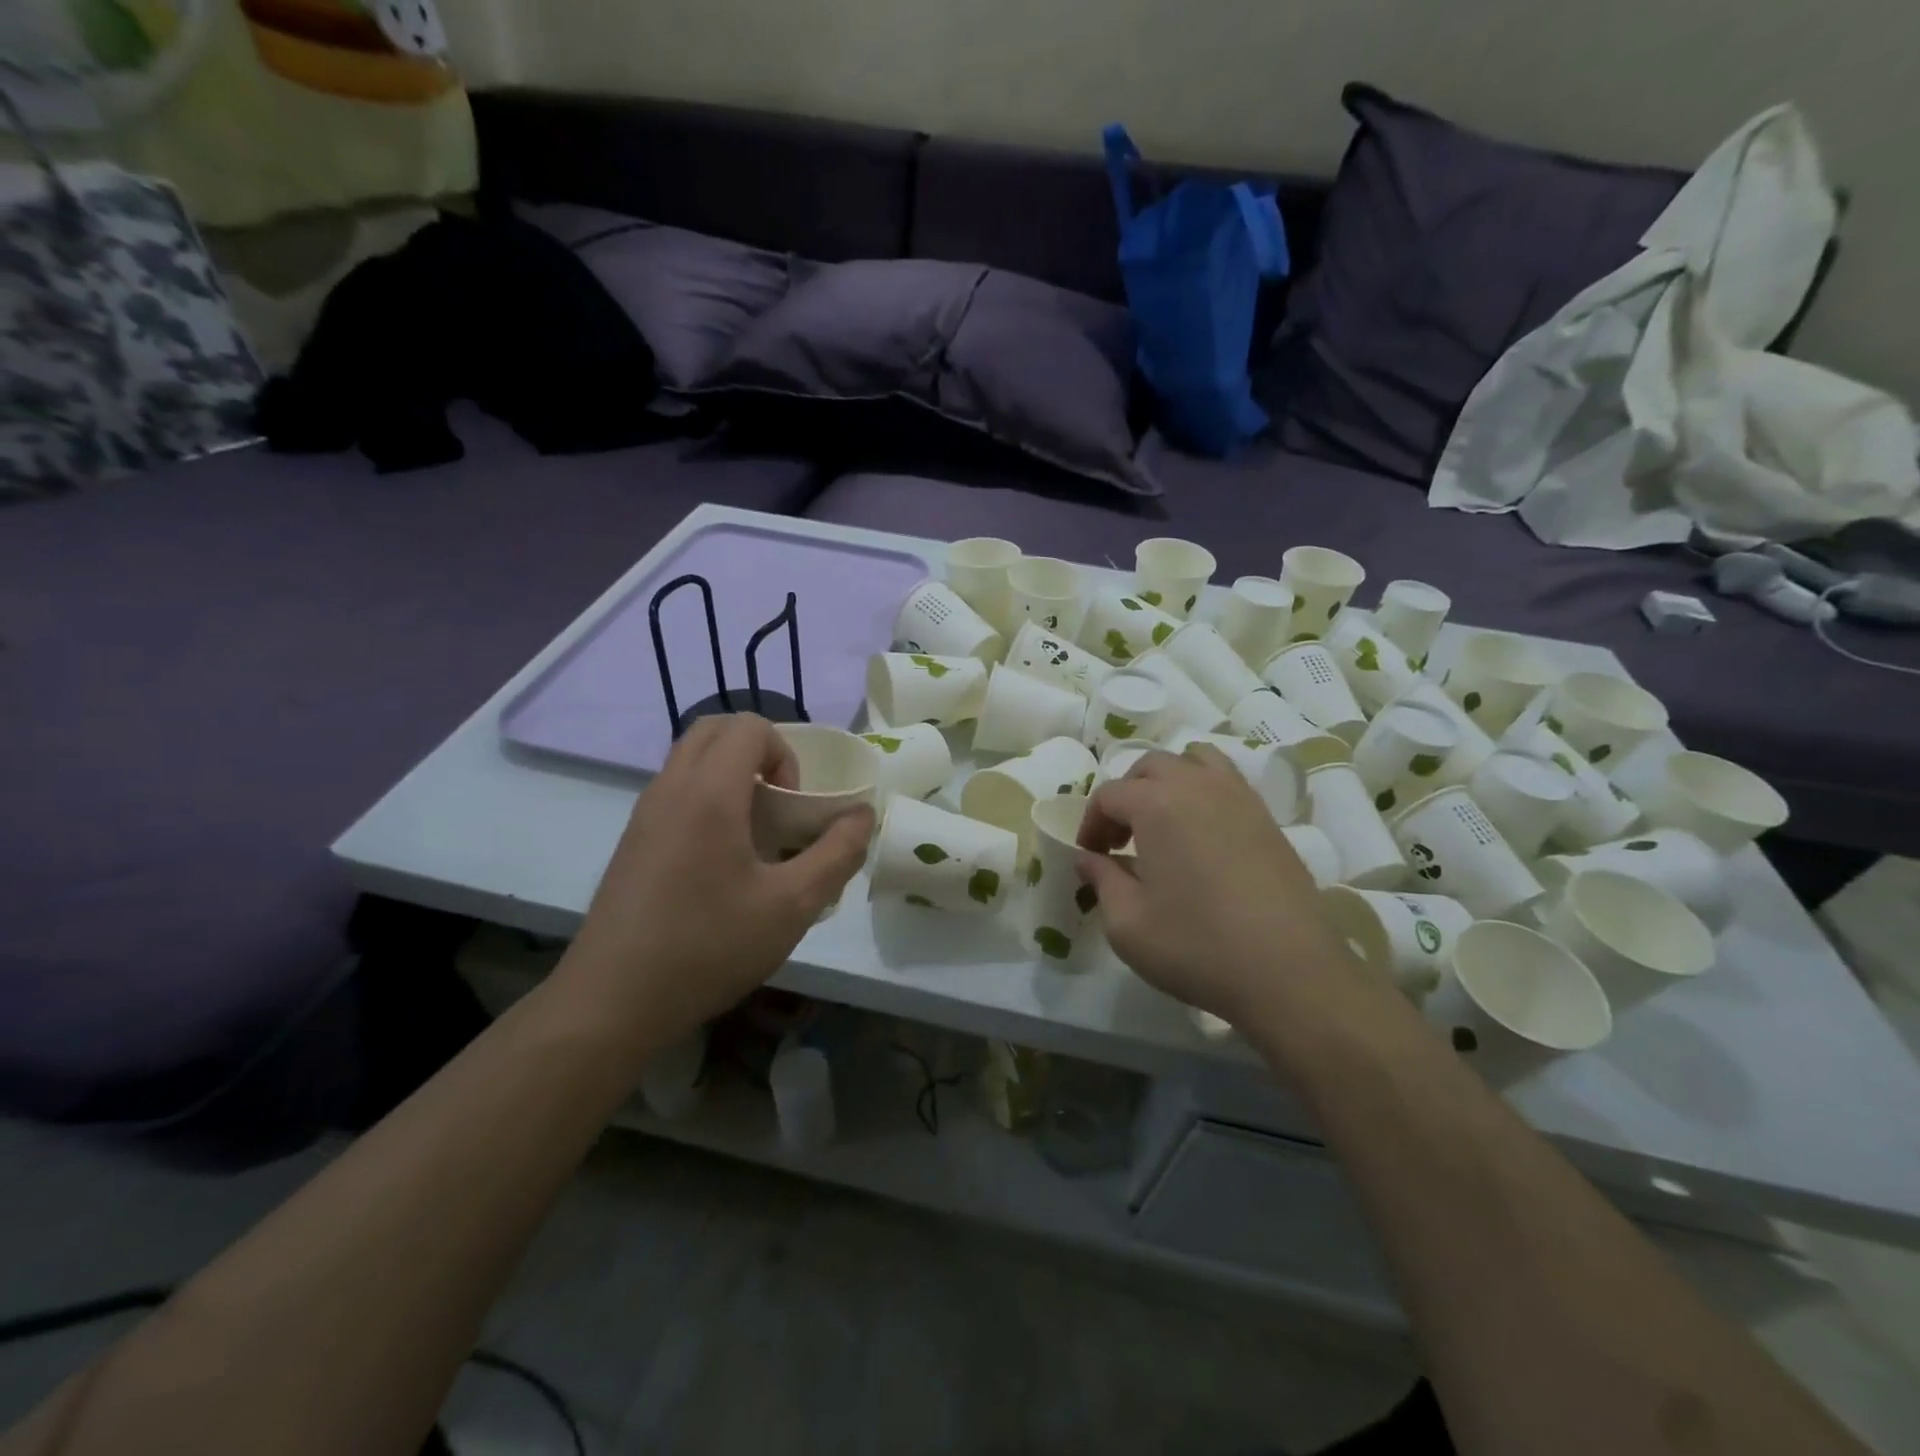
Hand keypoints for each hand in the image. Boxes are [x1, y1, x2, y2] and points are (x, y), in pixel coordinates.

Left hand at [559, 714, 873, 1048]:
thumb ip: (837, 854)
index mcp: (709, 792)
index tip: (792, 807)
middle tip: (778, 806)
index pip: (749, 726)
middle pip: (715, 729)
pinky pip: (675, 790)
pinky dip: (707, 797)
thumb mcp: (792, 906)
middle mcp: (670, 788)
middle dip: (758, 752)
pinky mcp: (632, 840)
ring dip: (731, 774)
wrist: (612, 1002)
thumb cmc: (708, 947)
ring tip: (754, 834)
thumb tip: (863, 815)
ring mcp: (644, 813)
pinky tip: (721, 862)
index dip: (785, 754)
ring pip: (691, 758)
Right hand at [1076, 746, 1367, 1029]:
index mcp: (1156, 804)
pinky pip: (1227, 782)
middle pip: (1151, 767)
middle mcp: (1197, 785)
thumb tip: (1088, 858)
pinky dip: (1204, 792)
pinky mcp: (1268, 818)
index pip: (1109, 795)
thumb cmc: (1197, 946)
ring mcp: (1239, 797)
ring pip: (1195, 761)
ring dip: (1169, 782)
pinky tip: (1202, 837)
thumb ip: (1101, 880)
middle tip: (1121, 841)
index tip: (1091, 857)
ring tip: (1163, 823)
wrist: (1290, 972)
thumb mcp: (1127, 924)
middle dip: (1126, 796)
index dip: (1091, 824)